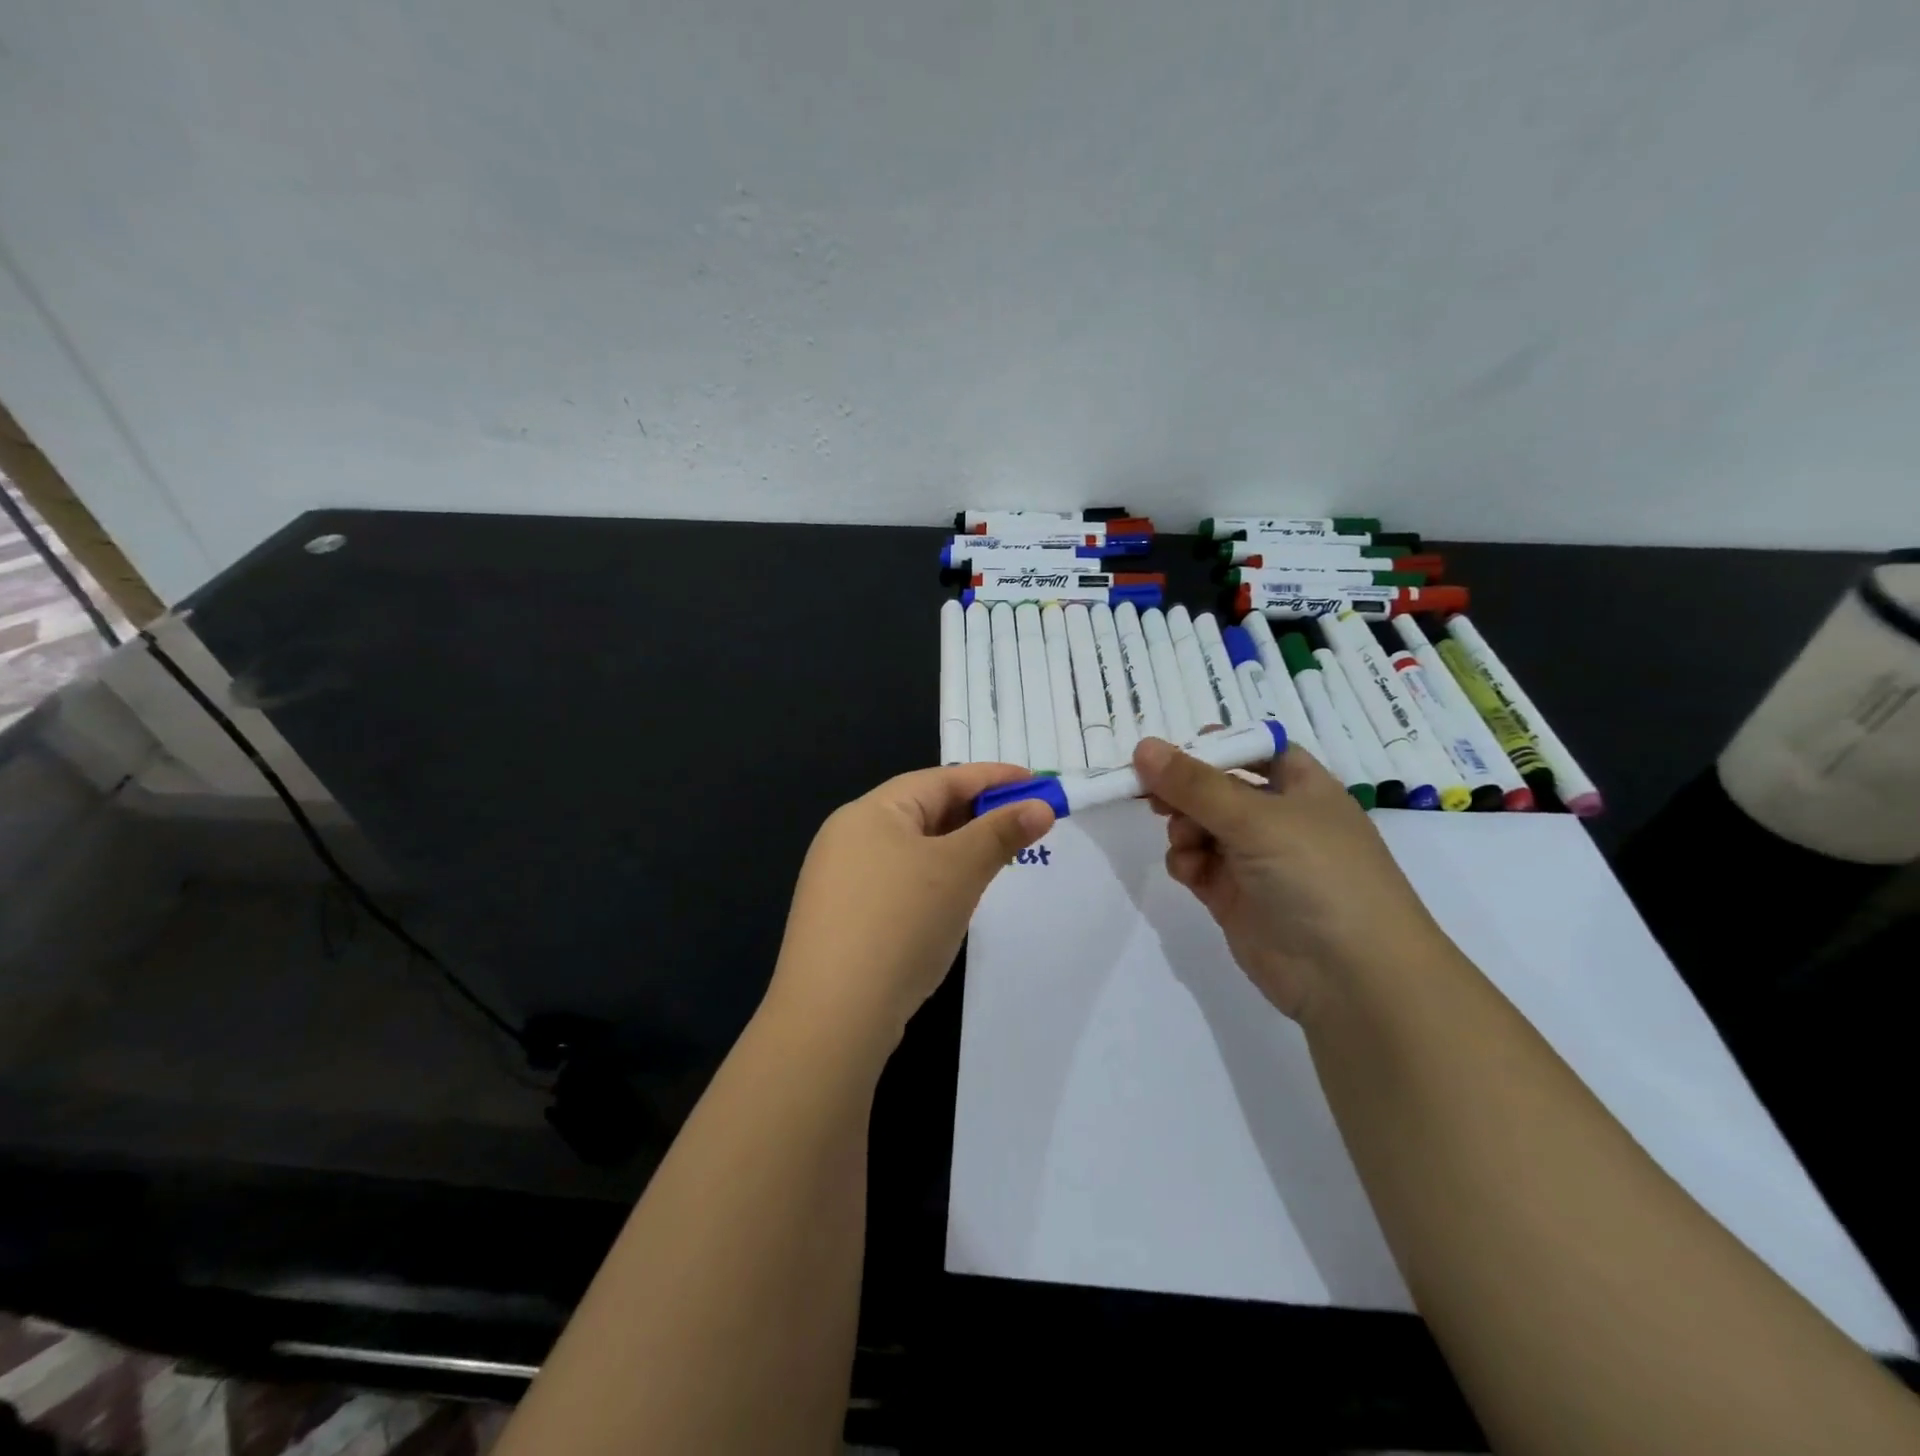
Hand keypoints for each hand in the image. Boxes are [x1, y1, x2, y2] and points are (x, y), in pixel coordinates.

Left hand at [766, 763, 1053, 1052]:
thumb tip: (1041, 807)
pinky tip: (953, 899)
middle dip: (976, 815)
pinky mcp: (842, 918)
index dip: (992, 778)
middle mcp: (848, 836)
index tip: (1036, 784)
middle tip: (1024, 824)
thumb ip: (1000, 833)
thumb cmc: (900, 923)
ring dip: (956, 849)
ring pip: (912, 850)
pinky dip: (933, 879)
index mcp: (871, 811)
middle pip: (924, 811)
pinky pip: (898, 882)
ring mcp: (840, 880)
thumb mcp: (959, 870)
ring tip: (996, 858)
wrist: (833, 1016)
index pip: (941, 779)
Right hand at [1134, 736, 1449, 1022]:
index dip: (1214, 746)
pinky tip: (1191, 872)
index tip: (1171, 752)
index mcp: (1301, 786)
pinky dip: (1186, 861)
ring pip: (1199, 825)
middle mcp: (1277, 818)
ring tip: (1185, 841)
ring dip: (1183, 827)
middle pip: (1216, 787)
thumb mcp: (1257, 818)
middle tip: (1153, 794)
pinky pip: (1195, 863)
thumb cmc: (1317, 875)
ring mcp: (1254, 859)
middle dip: (1184, 789)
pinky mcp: (1232, 895)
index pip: (1253, 749)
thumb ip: (1194, 784)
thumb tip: (1143, 746)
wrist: (1350, 976)